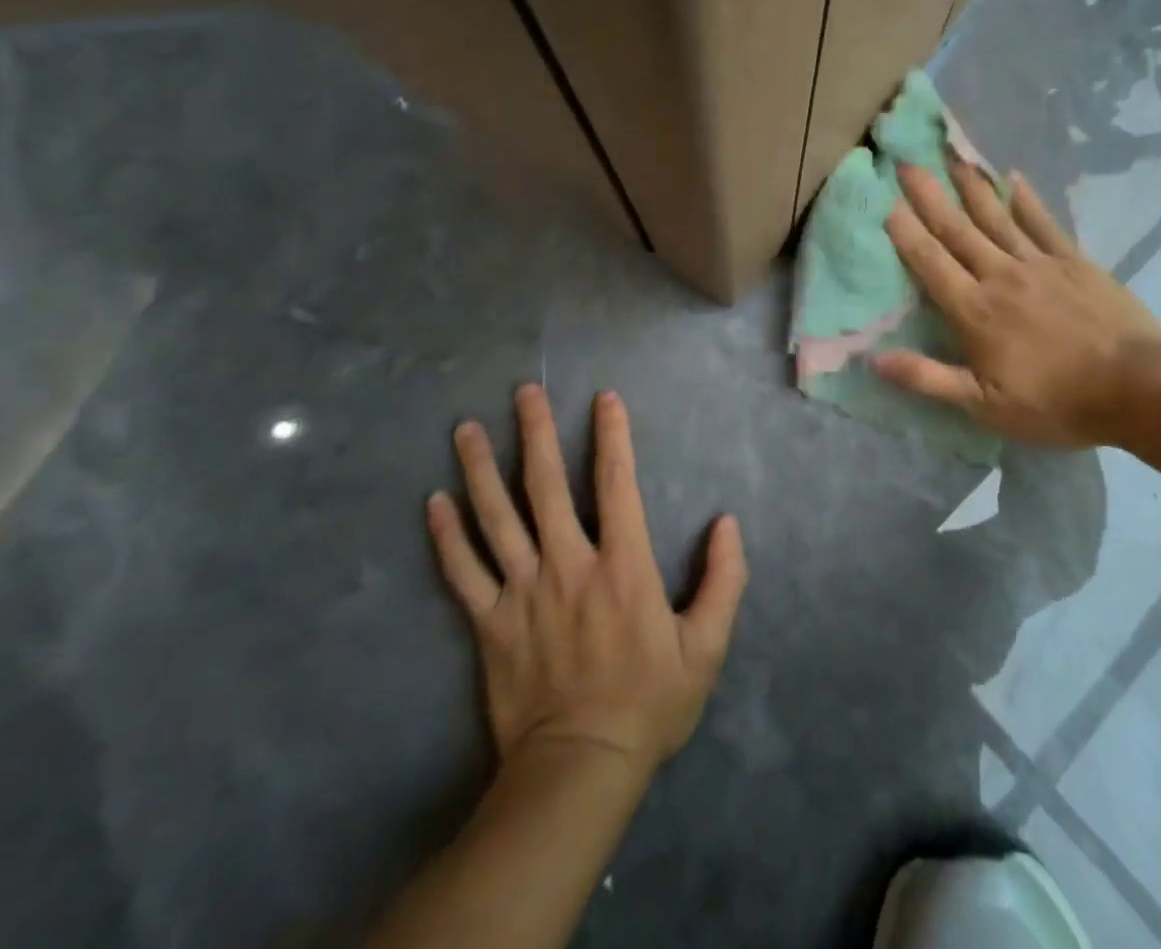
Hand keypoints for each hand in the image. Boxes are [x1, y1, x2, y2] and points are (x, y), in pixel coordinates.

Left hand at [426, 385, 747, 779]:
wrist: (579, 769)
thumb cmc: (648, 702)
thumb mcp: (706, 646)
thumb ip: (724, 580)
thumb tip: (727, 524)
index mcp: (622, 565)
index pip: (616, 483)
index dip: (612, 435)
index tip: (604, 398)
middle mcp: (568, 564)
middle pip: (545, 486)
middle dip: (534, 433)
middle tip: (523, 392)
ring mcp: (522, 592)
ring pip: (496, 518)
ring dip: (480, 469)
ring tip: (465, 428)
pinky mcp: (489, 624)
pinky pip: (462, 572)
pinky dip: (446, 536)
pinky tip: (433, 502)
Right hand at [873, 163, 1160, 448]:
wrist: (1136, 387)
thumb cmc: (1055, 402)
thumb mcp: (985, 405)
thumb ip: (928, 378)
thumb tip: (873, 359)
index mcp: (975, 311)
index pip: (931, 264)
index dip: (906, 233)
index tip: (885, 202)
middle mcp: (1000, 276)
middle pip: (957, 230)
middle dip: (929, 197)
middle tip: (906, 164)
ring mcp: (1039, 264)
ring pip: (996, 218)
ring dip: (970, 187)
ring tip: (951, 157)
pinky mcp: (1073, 261)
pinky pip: (1043, 222)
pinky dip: (1026, 199)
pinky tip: (1012, 178)